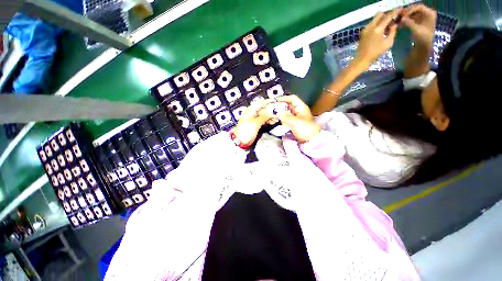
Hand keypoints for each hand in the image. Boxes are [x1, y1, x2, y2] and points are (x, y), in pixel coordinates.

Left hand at [233, 99, 273, 145]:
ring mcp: (254, 119)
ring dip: (270, 117)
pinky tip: (272, 122)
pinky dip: (267, 121)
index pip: (260, 103)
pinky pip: (263, 120)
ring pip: (264, 116)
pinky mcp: (256, 124)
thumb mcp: (256, 123)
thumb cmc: (245, 131)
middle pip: (263, 110)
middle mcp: (252, 113)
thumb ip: (264, 117)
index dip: (268, 102)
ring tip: (275, 120)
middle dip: (271, 112)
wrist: (241, 140)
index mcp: (250, 110)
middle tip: (277, 114)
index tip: (275, 101)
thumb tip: (271, 114)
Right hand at [275, 95, 319, 142]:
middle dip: (280, 106)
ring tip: (273, 115)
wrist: (311, 140)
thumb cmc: (305, 129)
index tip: (275, 101)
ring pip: (286, 112)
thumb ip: (285, 117)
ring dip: (279, 113)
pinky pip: (285, 118)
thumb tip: (277, 113)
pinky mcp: (293, 123)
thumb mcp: (295, 122)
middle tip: (272, 108)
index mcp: (301, 107)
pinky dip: (281, 118)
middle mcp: (298, 111)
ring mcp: (295, 117)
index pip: (292, 98)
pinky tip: (276, 120)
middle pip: (288, 105)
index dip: (284, 98)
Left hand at [356, 9, 399, 65]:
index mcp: (378, 29)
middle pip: (379, 14)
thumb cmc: (376, 53)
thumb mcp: (388, 43)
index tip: (399, 11)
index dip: (394, 12)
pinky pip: (371, 24)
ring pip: (375, 19)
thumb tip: (394, 24)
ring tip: (386, 27)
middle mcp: (370, 26)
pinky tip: (380, 31)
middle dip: (386, 15)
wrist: (361, 59)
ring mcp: (365, 29)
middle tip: (391, 20)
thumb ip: (393, 31)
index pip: (388, 16)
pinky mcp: (362, 32)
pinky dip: (376, 24)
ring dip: (381, 20)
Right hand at [401, 4, 436, 47]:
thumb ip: (408, 22)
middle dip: (407, 13)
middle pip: (415, 9)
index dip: (410, 10)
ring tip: (398, 21)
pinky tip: (400, 24)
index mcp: (430, 13)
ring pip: (413, 13)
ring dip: (405, 17)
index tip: (403, 16)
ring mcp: (423, 17)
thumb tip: (401, 19)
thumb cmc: (422, 38)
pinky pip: (411, 18)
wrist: (424, 46)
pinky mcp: (419, 22)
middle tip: (399, 16)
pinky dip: (406, 20)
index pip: (419, 7)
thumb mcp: (415, 29)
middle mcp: (427, 13)